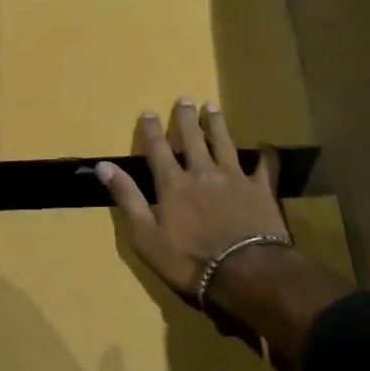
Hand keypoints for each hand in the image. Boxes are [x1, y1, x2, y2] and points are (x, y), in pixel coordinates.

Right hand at [97, 98, 351, 370]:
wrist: (243, 272)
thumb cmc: (187, 260)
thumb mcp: (145, 235)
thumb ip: (127, 198)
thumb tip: (104, 166)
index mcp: (173, 184)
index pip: (158, 150)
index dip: (151, 130)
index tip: (147, 112)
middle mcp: (203, 173)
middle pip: (193, 139)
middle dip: (186, 119)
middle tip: (185, 99)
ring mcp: (235, 179)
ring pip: (225, 143)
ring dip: (218, 125)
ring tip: (213, 107)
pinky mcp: (261, 191)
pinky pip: (264, 167)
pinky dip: (264, 155)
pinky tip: (265, 146)